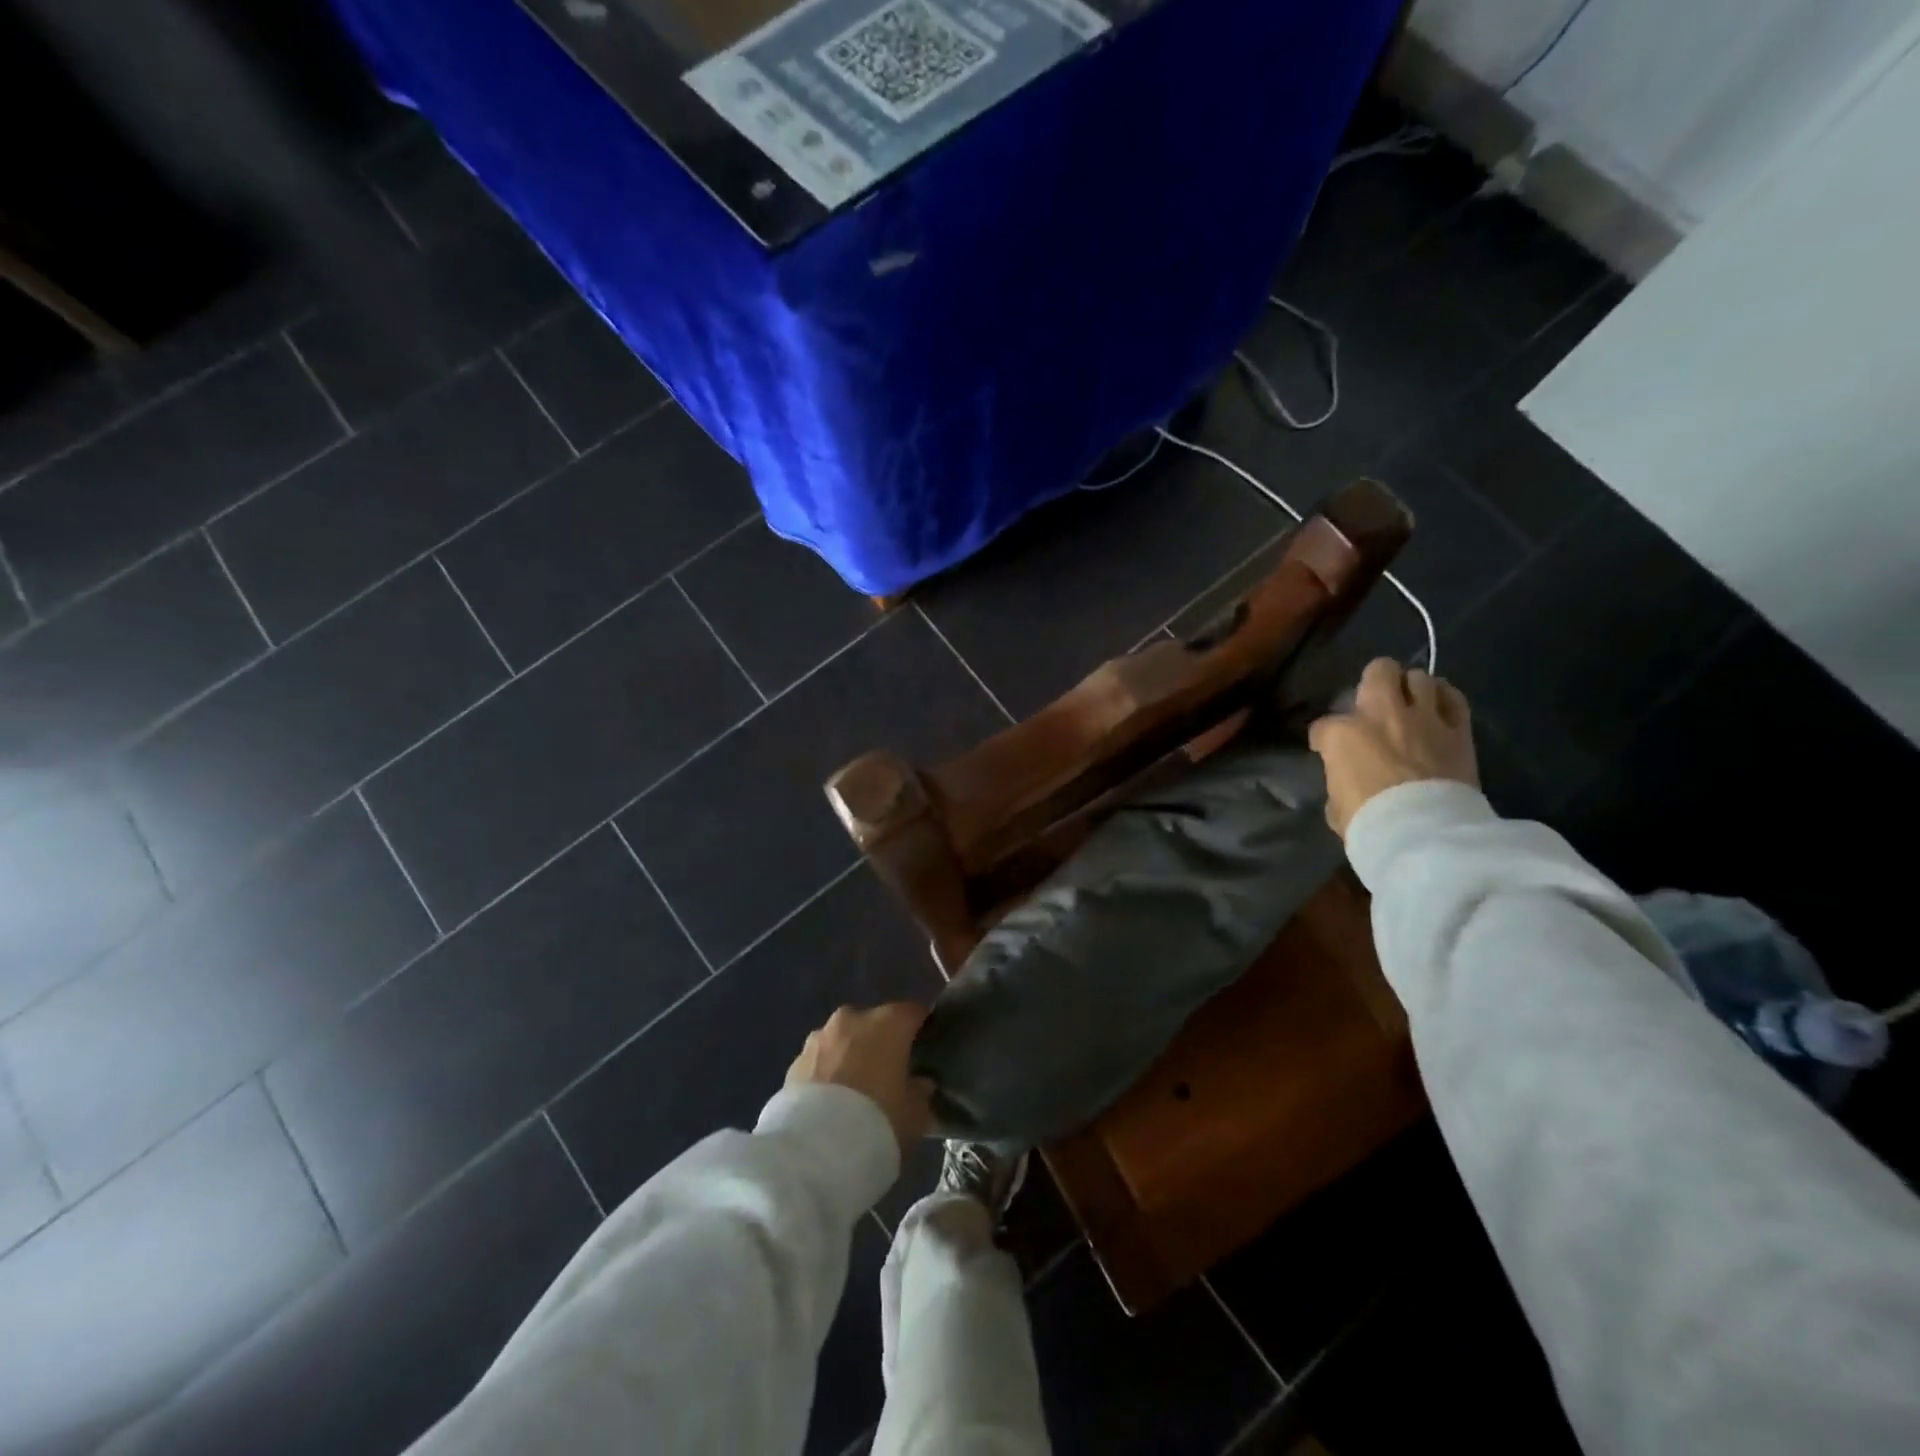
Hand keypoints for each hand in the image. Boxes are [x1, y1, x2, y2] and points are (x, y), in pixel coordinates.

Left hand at [785, 1002, 934, 1152]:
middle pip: (874, 1023)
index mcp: (888, 1023)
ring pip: (844, 1039)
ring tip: (855, 1089)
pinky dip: (828, 1072)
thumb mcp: (915, 1115)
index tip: (925, 1047)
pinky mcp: (794, 1060)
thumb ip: (920, 1092)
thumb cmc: (877, 1122)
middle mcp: (853, 1018)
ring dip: (851, 1055)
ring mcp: (819, 1037)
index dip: (921, 1027)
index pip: (913, 1012)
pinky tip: (830, 1102)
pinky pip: (821, 1060)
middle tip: (888, 1073)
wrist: (814, 1150)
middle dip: (881, 1042)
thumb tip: (919, 1082)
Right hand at [1309, 657, 1479, 840]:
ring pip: (1419, 677)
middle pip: (1379, 671)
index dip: (1323, 738)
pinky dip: (1444, 698)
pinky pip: (1454, 697)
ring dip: (1412, 688)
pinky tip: (1438, 706)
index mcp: (1342, 734)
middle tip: (1374, 701)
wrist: (1424, 835)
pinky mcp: (1458, 730)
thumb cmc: (1369, 822)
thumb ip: (1339, 781)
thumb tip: (1347, 779)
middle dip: (1374, 681)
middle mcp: (1381, 714)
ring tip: (1410, 702)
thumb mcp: (1336, 805)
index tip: (1326, 751)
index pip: (1323, 725)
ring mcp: (1423, 718)